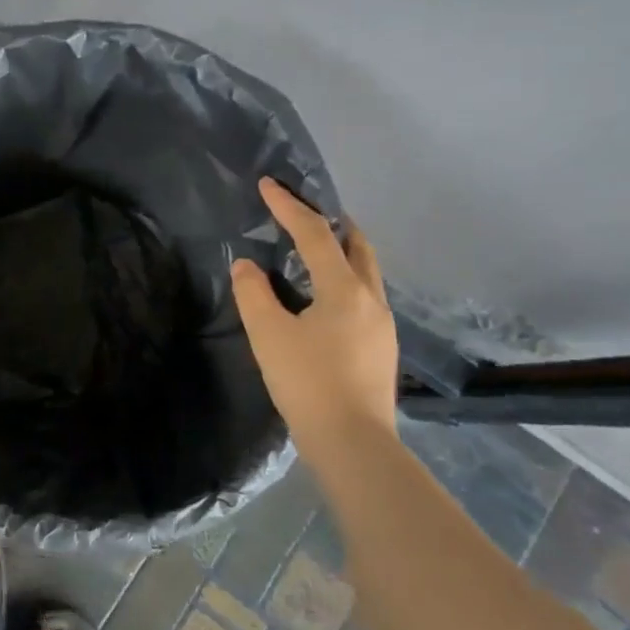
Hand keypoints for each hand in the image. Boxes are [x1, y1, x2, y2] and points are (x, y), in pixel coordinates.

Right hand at [231, 178, 398, 447]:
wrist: (353, 444)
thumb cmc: (308, 383)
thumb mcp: (268, 335)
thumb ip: (254, 293)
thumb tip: (247, 265)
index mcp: (345, 289)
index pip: (315, 234)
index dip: (289, 207)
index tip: (268, 185)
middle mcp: (371, 299)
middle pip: (358, 245)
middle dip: (332, 223)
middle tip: (306, 212)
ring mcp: (383, 325)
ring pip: (366, 272)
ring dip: (342, 252)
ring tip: (315, 251)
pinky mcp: (382, 348)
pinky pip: (364, 296)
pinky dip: (345, 280)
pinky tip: (326, 299)